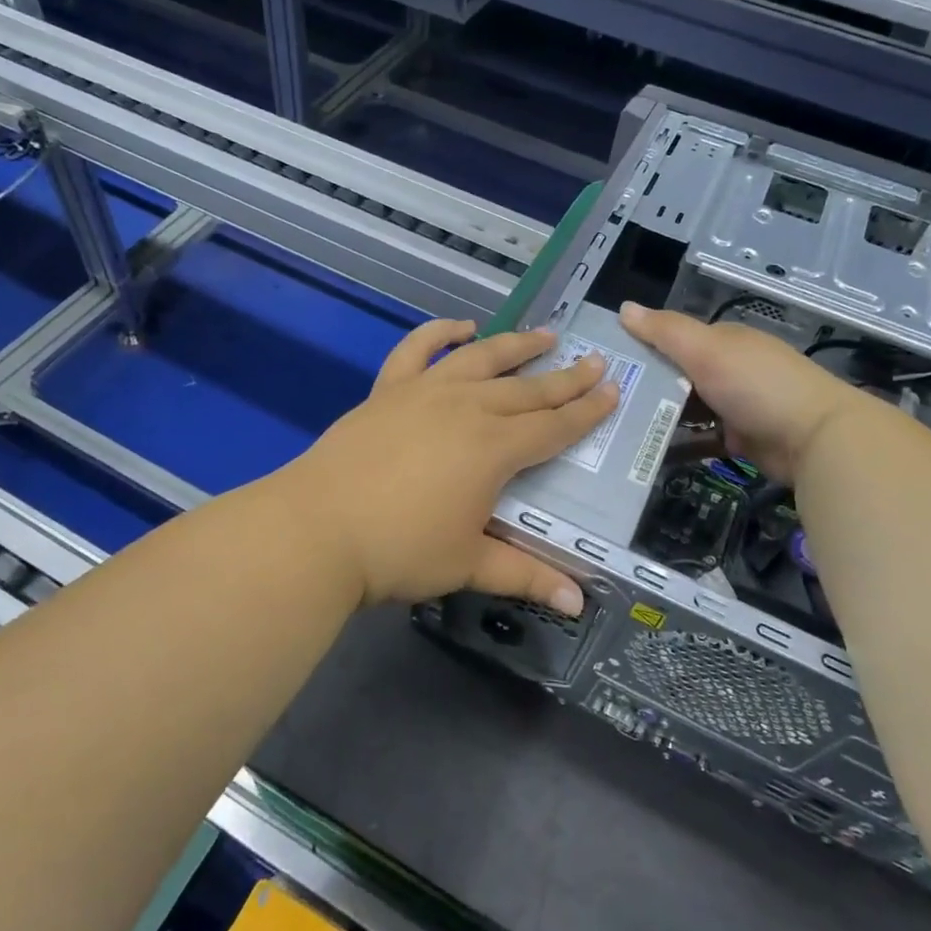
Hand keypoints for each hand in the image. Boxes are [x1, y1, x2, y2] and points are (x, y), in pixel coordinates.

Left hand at [277, 319, 617, 611]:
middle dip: (565, 377)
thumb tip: (579, 603)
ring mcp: (425, 392)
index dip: (587, 411)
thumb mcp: (468, 565)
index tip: (613, 390)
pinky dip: (441, 332)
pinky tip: (462, 327)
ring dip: (517, 345)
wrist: (318, 529)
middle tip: (595, 361)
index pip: (554, 427)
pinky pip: (418, 349)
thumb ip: (526, 575)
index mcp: (495, 449)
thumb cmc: (399, 551)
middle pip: (527, 389)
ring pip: (482, 359)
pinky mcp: (388, 389)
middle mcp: (467, 408)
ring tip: (545, 335)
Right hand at [619, 302, 865, 479]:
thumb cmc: (757, 384)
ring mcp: (734, 405)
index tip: (604, 364)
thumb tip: (624, 307)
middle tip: (602, 402)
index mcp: (722, 341)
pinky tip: (646, 451)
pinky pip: (699, 438)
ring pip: (685, 408)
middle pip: (676, 375)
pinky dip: (677, 443)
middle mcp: (727, 369)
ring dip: (657, 416)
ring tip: (615, 428)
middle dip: (644, 386)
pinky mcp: (738, 439)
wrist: (817, 439)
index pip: (672, 338)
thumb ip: (665, 330)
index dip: (639, 346)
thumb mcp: (707, 349)